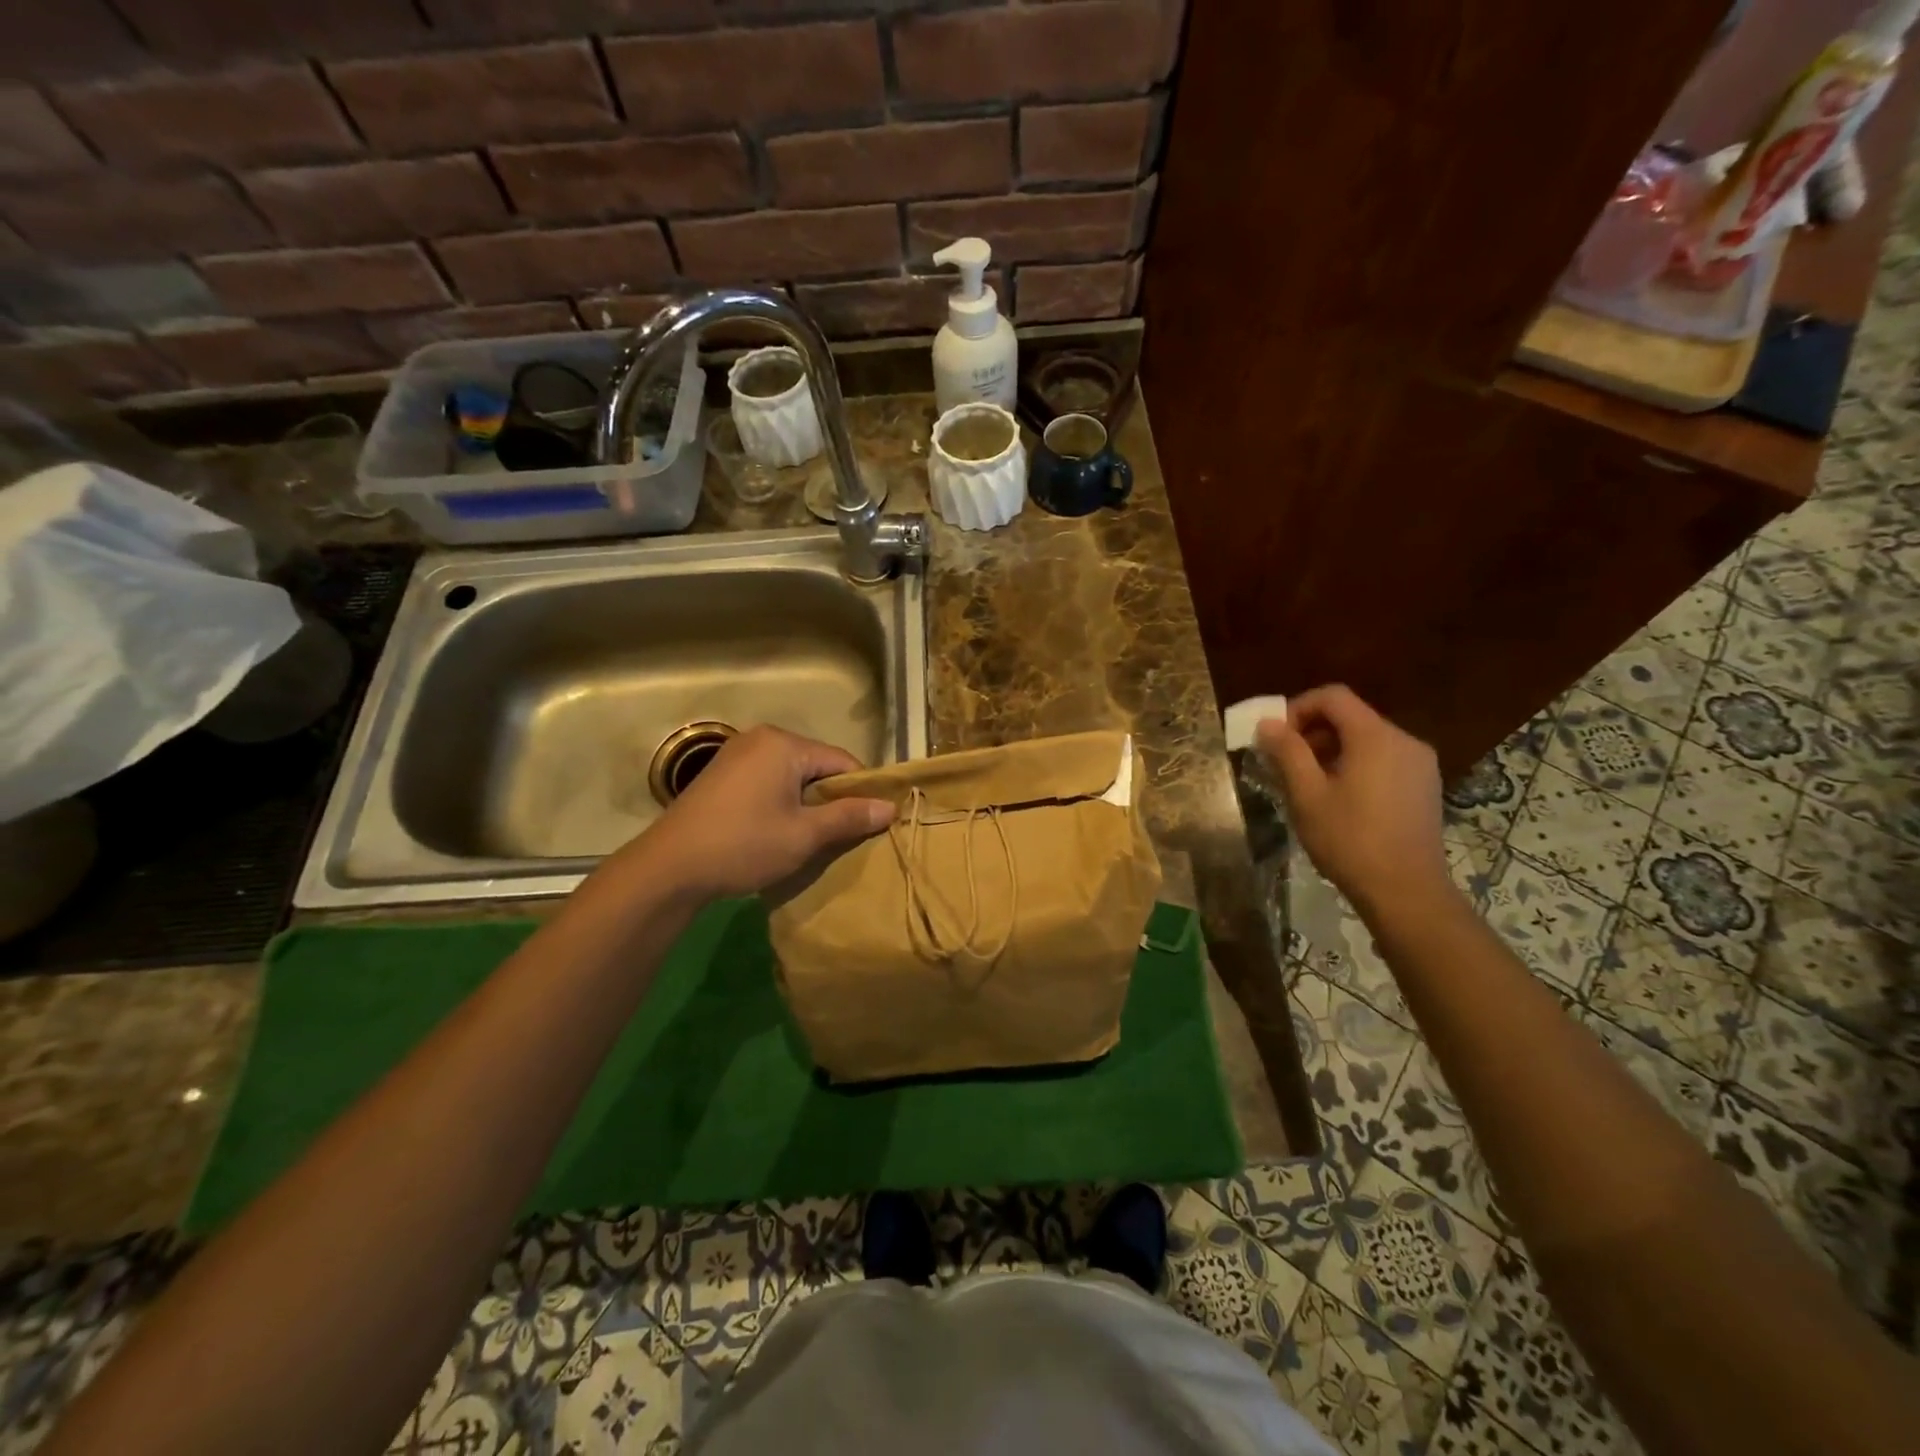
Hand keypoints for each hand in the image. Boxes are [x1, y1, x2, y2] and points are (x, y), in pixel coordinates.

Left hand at [611, 726, 894, 901]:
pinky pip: (767, 780)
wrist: (668, 868)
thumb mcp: (804, 835)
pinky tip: (777, 830)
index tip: (869, 823)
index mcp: (784, 744)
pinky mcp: (720, 773)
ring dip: (805, 802)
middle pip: (816, 765)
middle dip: (831, 798)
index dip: (861, 792)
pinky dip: (781, 801)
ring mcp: (736, 754)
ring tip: (809, 837)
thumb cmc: (743, 845)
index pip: (842, 761)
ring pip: (791, 775)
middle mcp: (761, 738)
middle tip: (840, 835)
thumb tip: (890, 807)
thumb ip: (849, 817)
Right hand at [1254, 685, 1447, 913]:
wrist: (1406, 891)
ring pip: (1367, 739)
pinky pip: (1384, 759)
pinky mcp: (1425, 786)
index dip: (1298, 708)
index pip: (1333, 696)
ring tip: (1309, 784)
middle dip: (1313, 732)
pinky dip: (1356, 765)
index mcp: (1375, 737)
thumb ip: (1287, 752)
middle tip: (1286, 763)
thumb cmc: (1350, 840)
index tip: (1277, 738)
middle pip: (1351, 716)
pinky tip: (1340, 798)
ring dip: (1332, 750)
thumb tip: (1268, 723)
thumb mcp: (1307, 795)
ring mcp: (1420, 764)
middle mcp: (1404, 740)